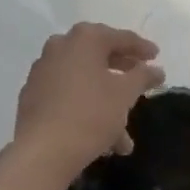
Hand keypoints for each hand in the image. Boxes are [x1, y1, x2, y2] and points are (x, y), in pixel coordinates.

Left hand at [13, 23, 164, 176]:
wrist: (41, 151)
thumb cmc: (90, 114)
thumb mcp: (125, 94)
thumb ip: (143, 76)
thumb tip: (156, 70)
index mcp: (84, 38)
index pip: (121, 38)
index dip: (142, 48)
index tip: (157, 58)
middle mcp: (60, 46)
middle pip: (99, 56)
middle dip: (123, 74)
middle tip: (141, 82)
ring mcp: (43, 70)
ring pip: (84, 80)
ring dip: (106, 101)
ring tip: (124, 135)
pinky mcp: (32, 94)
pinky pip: (67, 94)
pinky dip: (85, 107)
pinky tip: (100, 135)